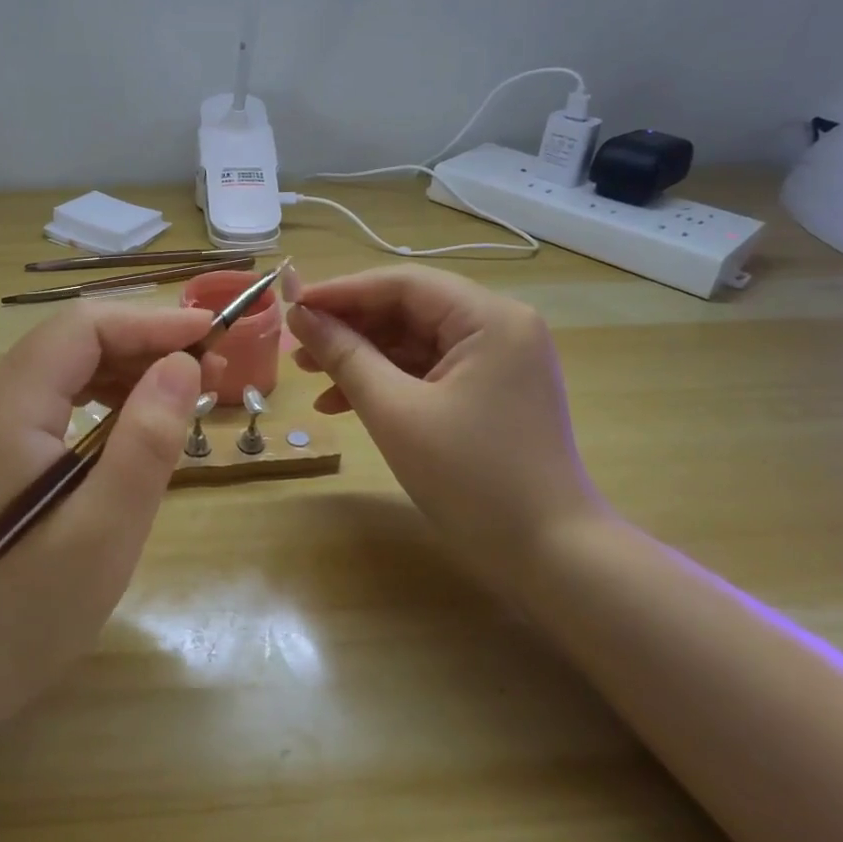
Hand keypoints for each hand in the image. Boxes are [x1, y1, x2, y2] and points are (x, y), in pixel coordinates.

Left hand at [0, 304, 213, 733]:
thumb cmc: (24, 615)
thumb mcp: (104, 533)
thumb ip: (146, 442)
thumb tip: (182, 364)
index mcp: (7, 408)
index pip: (84, 328)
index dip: (151, 321)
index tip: (213, 334)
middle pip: (73, 340)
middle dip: (145, 343)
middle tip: (211, 372)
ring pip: (65, 367)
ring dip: (127, 369)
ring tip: (185, 394)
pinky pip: (54, 400)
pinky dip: (103, 400)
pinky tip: (136, 426)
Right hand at [286, 267, 604, 589]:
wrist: (551, 557)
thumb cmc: (471, 478)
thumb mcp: (395, 412)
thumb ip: (344, 355)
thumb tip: (300, 315)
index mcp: (490, 318)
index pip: (403, 284)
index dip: (341, 292)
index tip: (291, 307)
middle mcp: (501, 327)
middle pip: (409, 309)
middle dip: (349, 328)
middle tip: (297, 348)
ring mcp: (500, 361)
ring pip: (415, 342)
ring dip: (363, 358)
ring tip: (311, 378)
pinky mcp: (493, 392)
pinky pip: (430, 371)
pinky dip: (388, 383)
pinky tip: (344, 404)